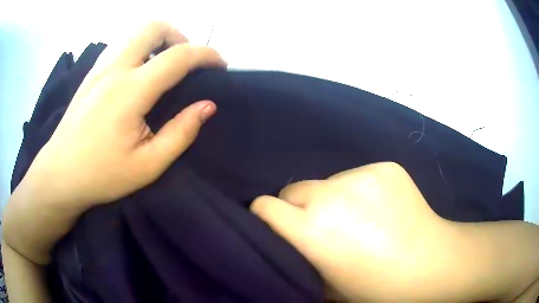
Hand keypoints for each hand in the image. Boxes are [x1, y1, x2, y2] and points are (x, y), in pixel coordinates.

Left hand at [26, 22, 225, 206]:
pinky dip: (139, 46)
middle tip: (186, 61)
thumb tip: (207, 106)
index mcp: (130, 91)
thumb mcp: (148, 166)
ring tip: (164, 63)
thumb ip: (180, 133)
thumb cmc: (101, 175)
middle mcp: (115, 68)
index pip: (178, 56)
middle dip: (179, 36)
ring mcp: (99, 67)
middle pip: (154, 27)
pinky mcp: (91, 73)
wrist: (60, 174)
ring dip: (158, 39)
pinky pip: (120, 44)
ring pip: (135, 31)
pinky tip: (138, 70)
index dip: (206, 55)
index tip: (220, 65)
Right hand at [251, 162, 455, 300]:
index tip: (275, 226)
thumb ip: (300, 259)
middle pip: (294, 189)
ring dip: (332, 197)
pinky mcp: (385, 167)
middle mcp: (333, 194)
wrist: (429, 264)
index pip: (265, 206)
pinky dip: (360, 190)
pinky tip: (380, 208)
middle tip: (321, 226)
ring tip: (358, 218)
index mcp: (313, 229)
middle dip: (298, 208)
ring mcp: (362, 175)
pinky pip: (358, 176)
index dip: (265, 216)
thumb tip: (289, 241)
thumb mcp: (326, 286)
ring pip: (327, 181)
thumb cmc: (375, 288)